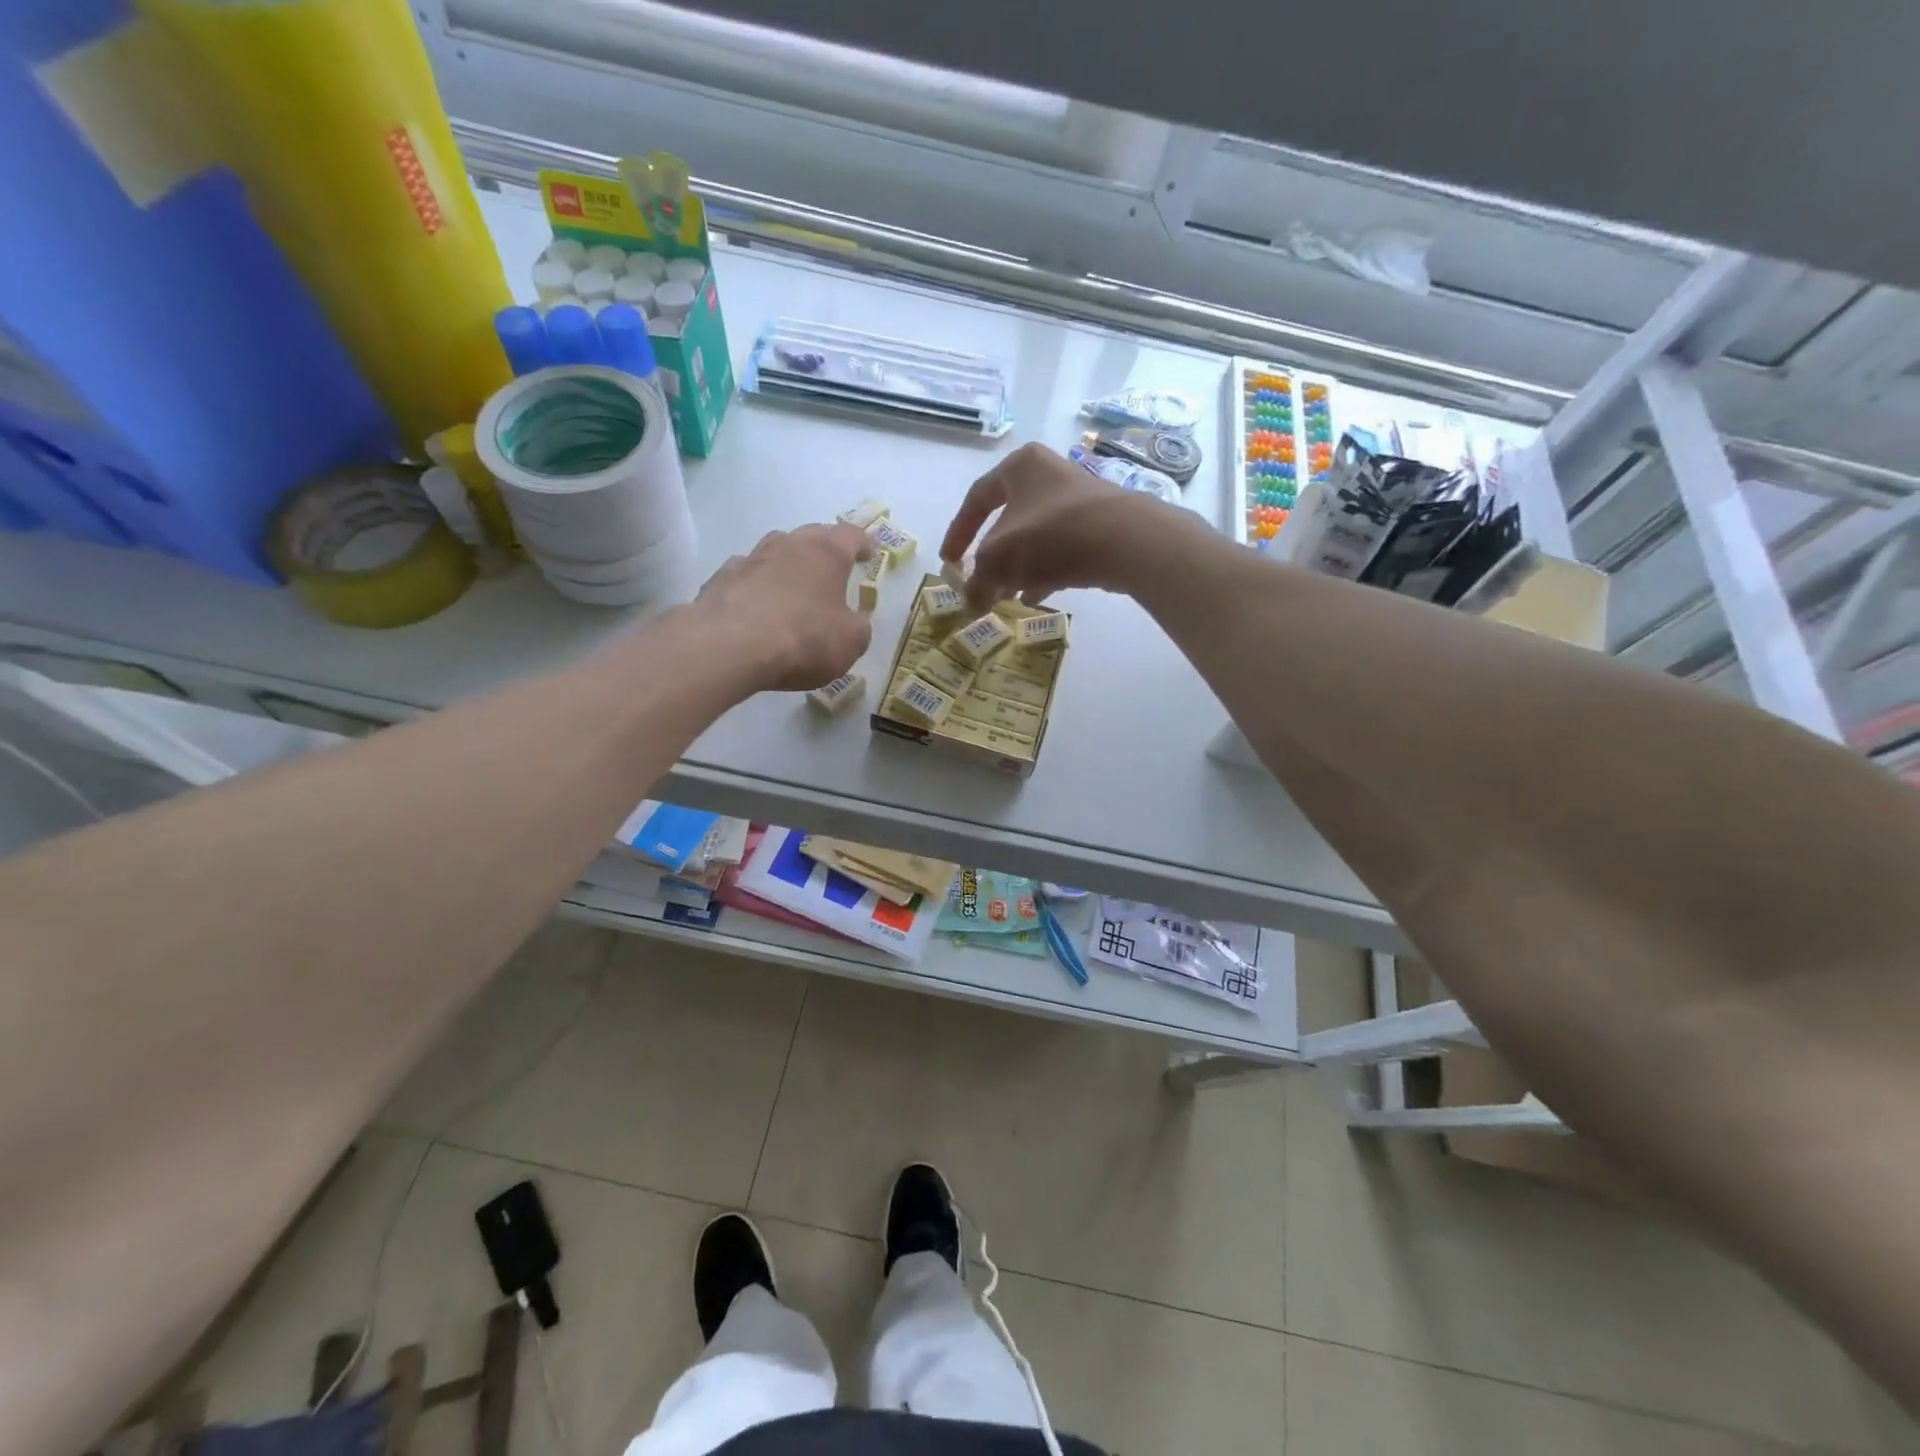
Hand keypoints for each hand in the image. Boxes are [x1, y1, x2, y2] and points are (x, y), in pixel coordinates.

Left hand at [689, 523, 873, 691]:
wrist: (730, 647)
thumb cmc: (804, 639)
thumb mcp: (850, 642)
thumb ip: (857, 626)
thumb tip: (853, 620)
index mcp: (827, 553)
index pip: (851, 535)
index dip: (863, 544)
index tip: (868, 554)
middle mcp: (789, 545)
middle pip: (811, 536)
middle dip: (824, 550)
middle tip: (832, 568)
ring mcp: (750, 559)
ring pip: (775, 551)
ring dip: (786, 564)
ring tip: (792, 586)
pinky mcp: (720, 579)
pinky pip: (745, 575)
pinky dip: (755, 586)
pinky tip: (755, 606)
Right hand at [940, 443, 1176, 612]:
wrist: (1127, 541)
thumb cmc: (1051, 535)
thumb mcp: (999, 559)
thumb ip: (977, 582)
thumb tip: (970, 604)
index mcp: (1020, 466)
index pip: (976, 498)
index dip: (958, 533)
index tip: (949, 562)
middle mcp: (1048, 475)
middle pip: (1006, 521)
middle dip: (990, 558)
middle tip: (980, 585)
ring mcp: (1076, 500)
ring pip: (1033, 538)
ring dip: (1015, 569)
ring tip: (1004, 599)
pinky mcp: (1098, 526)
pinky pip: (1059, 550)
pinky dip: (1042, 572)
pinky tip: (1034, 597)